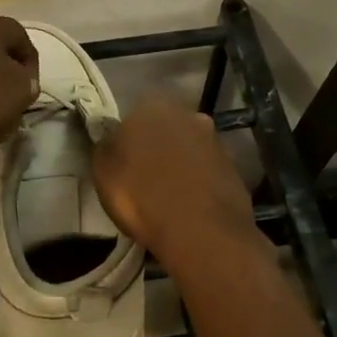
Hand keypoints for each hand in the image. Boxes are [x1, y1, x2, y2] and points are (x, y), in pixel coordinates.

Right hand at [92, 94, 259, 269]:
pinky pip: (206, 171)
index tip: (121, 167)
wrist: (200, 229)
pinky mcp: (233, 167)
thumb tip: (111, 138)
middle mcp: (187, 114)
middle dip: (155, 149)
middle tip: (143, 180)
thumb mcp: (103, 172)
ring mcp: (214, 140)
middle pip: (163, 130)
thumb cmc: (141, 196)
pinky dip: (198, 183)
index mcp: (151, 107)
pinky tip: (189, 205)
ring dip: (179, 165)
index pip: (131, 119)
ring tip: (168, 197)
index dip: (125, 144)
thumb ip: (106, 147)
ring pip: (187, 149)